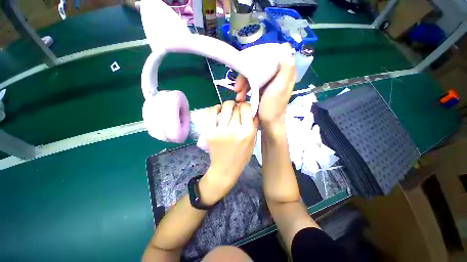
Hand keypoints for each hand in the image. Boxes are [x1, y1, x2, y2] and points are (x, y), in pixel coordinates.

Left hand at [199, 101, 258, 204]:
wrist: (224, 169)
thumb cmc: (241, 156)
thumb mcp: (252, 142)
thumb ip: (254, 125)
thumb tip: (253, 110)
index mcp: (247, 132)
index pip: (246, 108)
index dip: (246, 105)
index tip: (244, 108)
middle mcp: (234, 130)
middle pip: (235, 107)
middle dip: (237, 106)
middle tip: (236, 110)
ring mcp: (220, 130)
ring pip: (224, 107)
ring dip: (227, 105)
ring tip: (228, 109)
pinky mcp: (209, 132)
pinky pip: (211, 112)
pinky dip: (216, 108)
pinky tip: (218, 110)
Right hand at [234, 56, 295, 130]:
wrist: (268, 124)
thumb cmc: (273, 108)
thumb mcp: (280, 88)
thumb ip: (285, 69)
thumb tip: (286, 48)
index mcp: (284, 73)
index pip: (271, 57)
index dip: (258, 58)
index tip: (247, 65)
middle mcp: (276, 76)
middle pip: (259, 67)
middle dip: (246, 76)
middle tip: (237, 87)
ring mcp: (268, 83)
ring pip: (253, 75)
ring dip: (243, 84)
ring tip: (238, 95)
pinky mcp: (262, 89)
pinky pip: (251, 84)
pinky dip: (244, 89)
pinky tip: (240, 96)